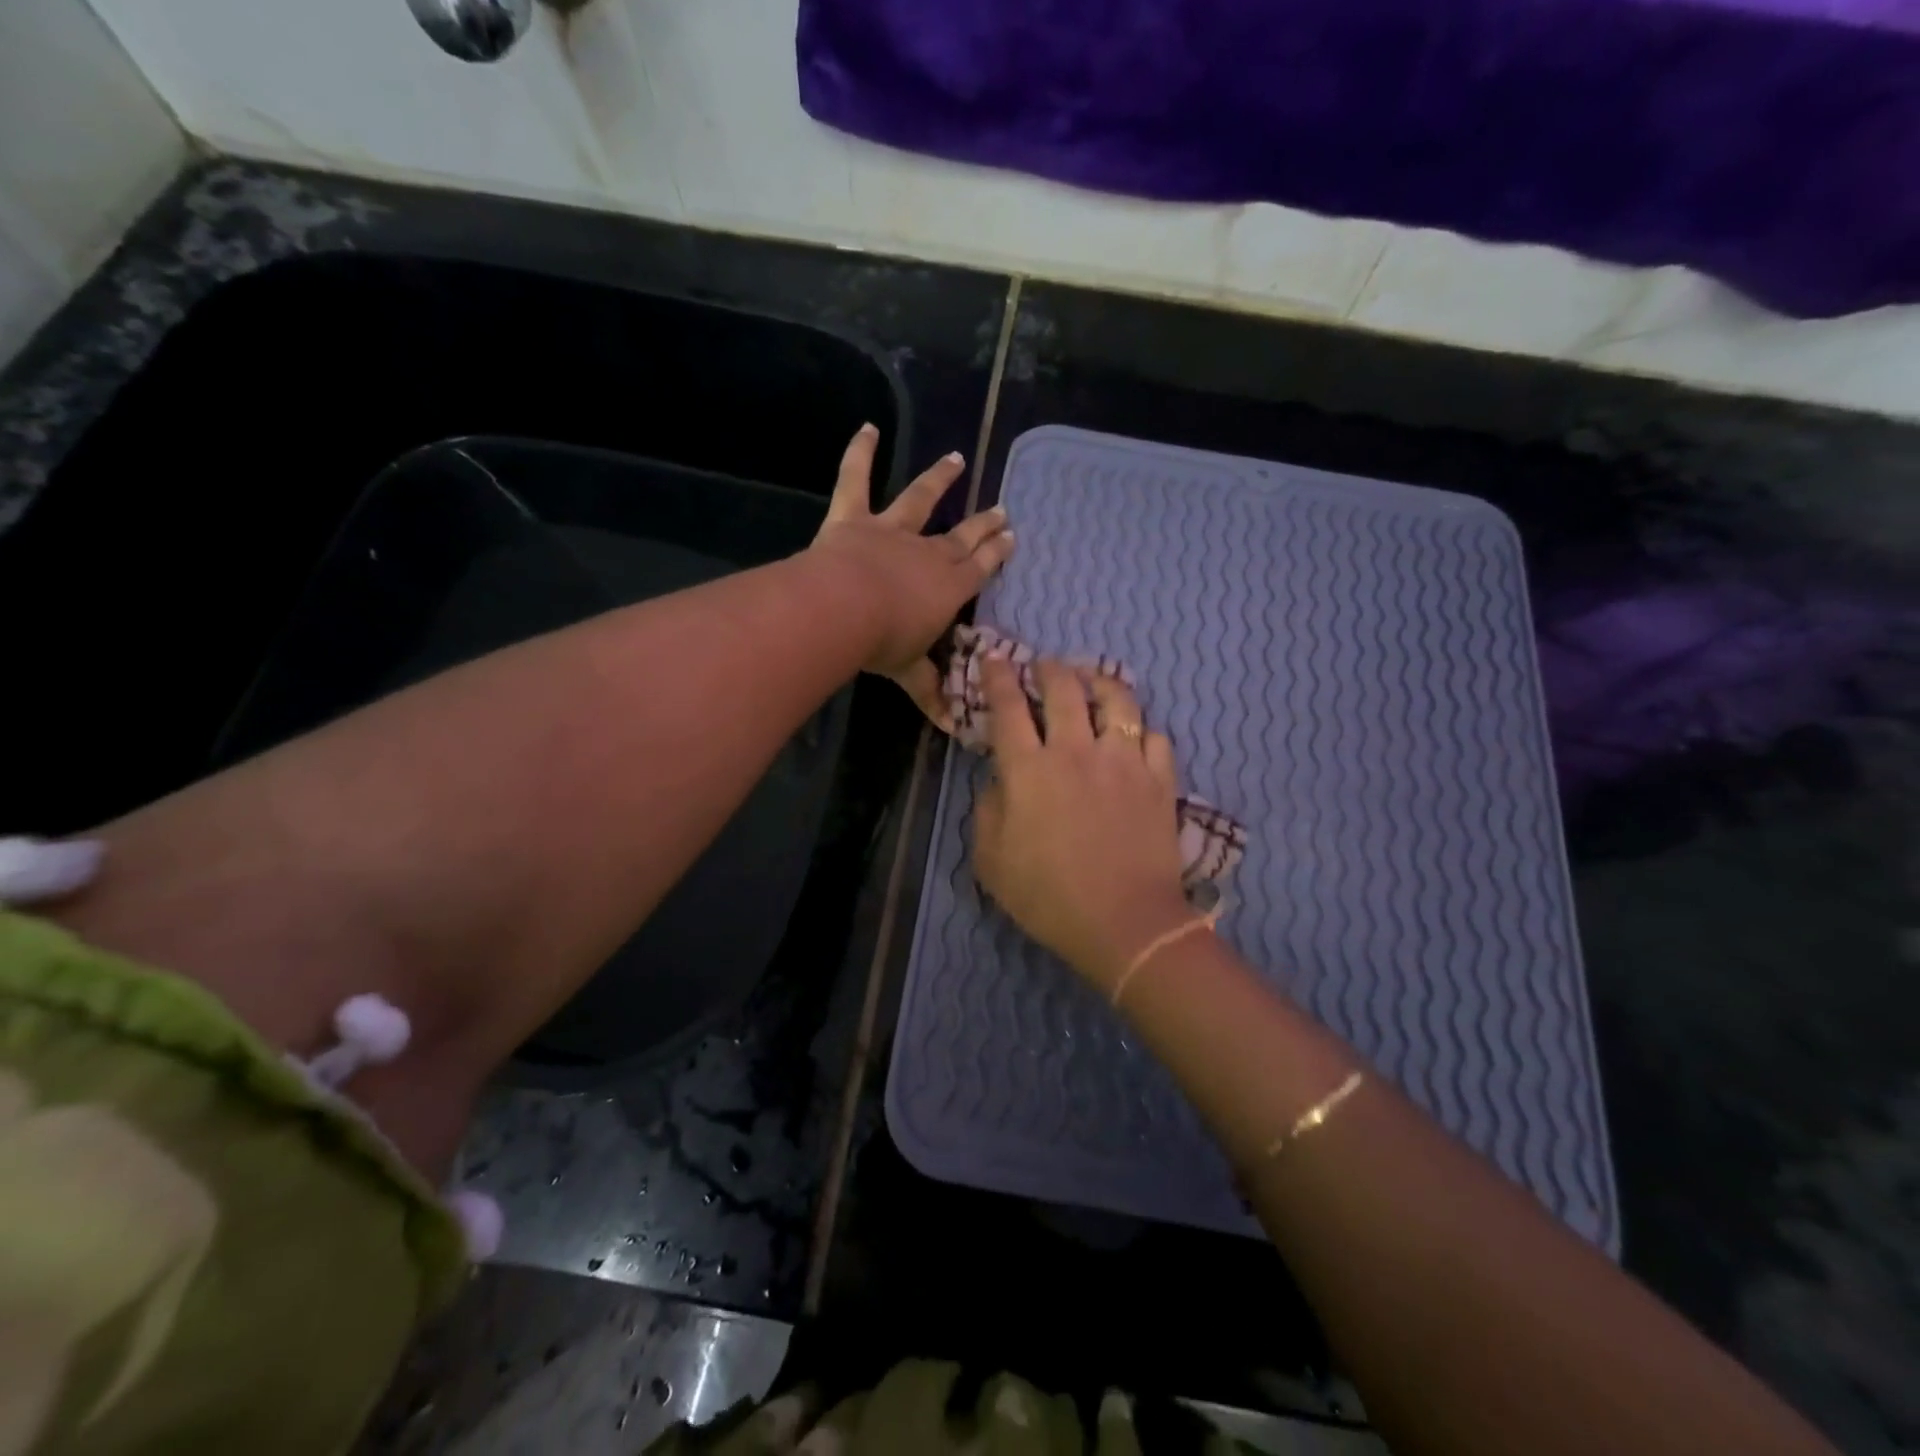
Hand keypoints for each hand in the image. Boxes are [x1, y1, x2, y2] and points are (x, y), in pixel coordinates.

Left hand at [809, 424, 1014, 726]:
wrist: (843, 610)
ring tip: (956, 459)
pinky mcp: (853, 517)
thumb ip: (931, 692)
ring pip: (920, 499)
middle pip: (961, 536)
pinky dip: (860, 452)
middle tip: (1002, 510)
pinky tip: (867, 427)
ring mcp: (891, 530)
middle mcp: (927, 552)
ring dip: (939, 480)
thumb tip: (953, 730)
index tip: (1011, 537)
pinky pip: (855, 478)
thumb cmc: (883, 643)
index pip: (980, 568)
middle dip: (983, 525)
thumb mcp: (911, 672)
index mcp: (948, 588)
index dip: (996, 553)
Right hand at [972, 656, 1193, 990]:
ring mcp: (1123, 761)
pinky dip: (1141, 729)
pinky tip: (1134, 734)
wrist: (1125, 923)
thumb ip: (987, 811)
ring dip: (1099, 681)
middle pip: (1063, 689)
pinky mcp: (1159, 779)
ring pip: (1116, 699)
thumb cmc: (1049, 897)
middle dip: (1049, 668)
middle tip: (1044, 665)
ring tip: (1091, 680)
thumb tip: (998, 781)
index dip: (998, 677)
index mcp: (1029, 770)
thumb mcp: (992, 862)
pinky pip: (1154, 736)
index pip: (1009, 707)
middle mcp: (1076, 752)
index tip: (994, 660)